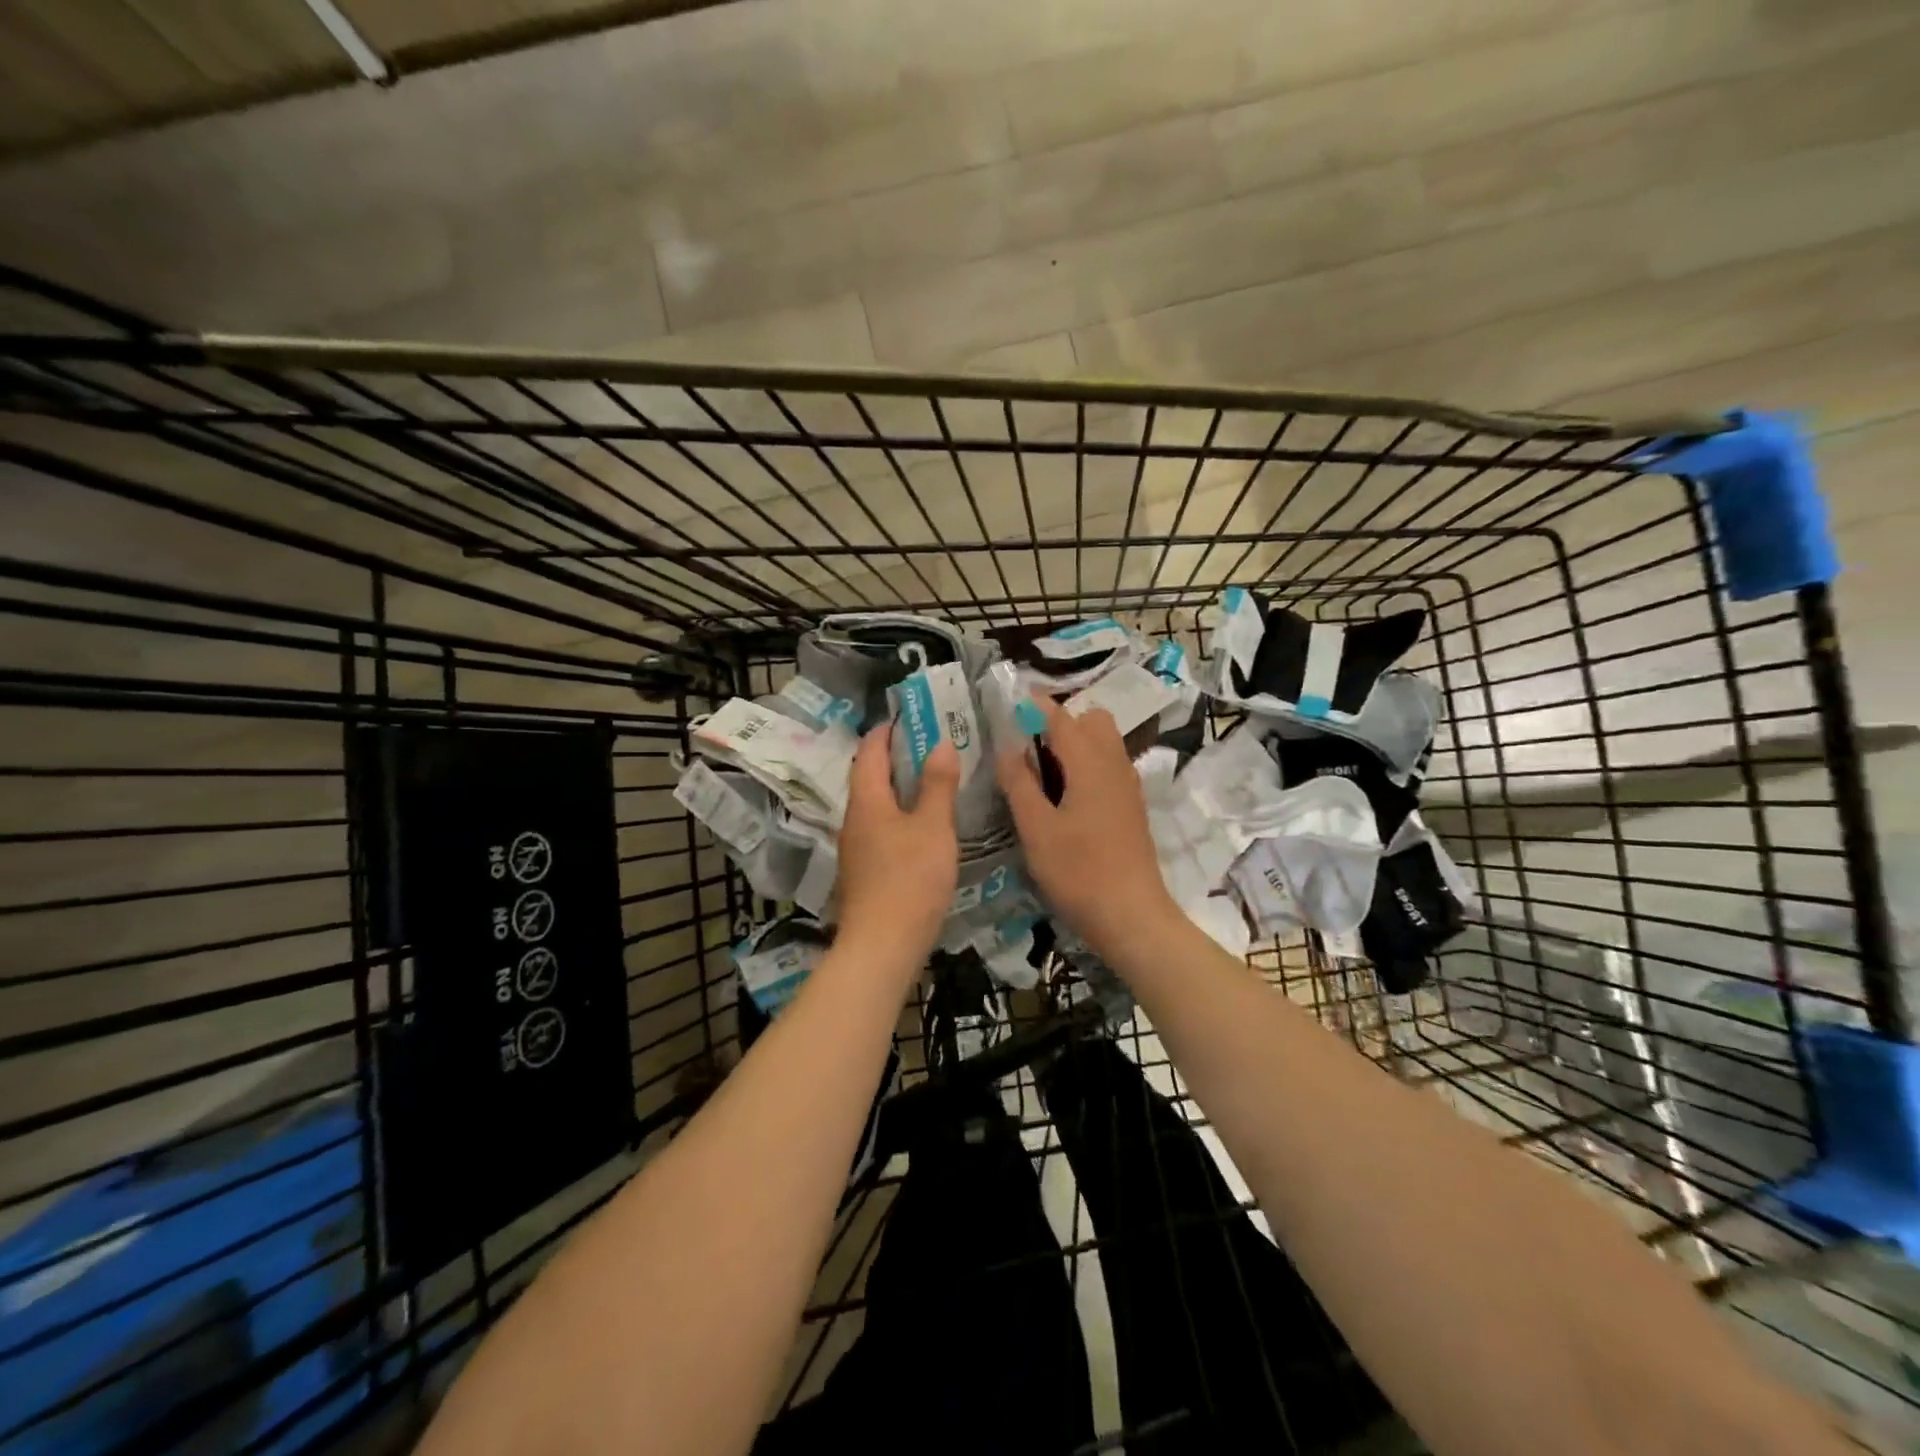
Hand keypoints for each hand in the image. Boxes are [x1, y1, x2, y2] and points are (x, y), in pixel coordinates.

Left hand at [835, 725, 960, 965]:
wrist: (882, 946)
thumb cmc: (910, 879)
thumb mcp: (933, 827)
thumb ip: (937, 785)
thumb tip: (940, 743)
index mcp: (866, 800)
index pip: (868, 751)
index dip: (886, 730)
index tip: (910, 717)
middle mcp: (853, 819)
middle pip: (869, 777)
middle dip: (896, 758)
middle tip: (931, 746)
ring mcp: (856, 848)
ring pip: (876, 805)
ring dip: (899, 789)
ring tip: (933, 782)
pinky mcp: (864, 872)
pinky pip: (881, 829)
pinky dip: (900, 816)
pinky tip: (924, 827)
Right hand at [995, 699, 1179, 954]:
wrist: (1131, 916)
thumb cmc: (1078, 872)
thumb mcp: (1036, 829)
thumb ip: (1019, 783)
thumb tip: (1008, 748)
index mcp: (1089, 762)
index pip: (1060, 716)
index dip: (1033, 705)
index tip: (1007, 706)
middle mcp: (1114, 763)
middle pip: (1091, 720)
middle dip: (1059, 723)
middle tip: (1027, 750)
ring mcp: (1127, 785)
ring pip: (1103, 742)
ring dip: (1074, 744)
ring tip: (1042, 774)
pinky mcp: (1131, 805)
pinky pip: (1109, 765)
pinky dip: (1087, 765)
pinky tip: (1065, 798)